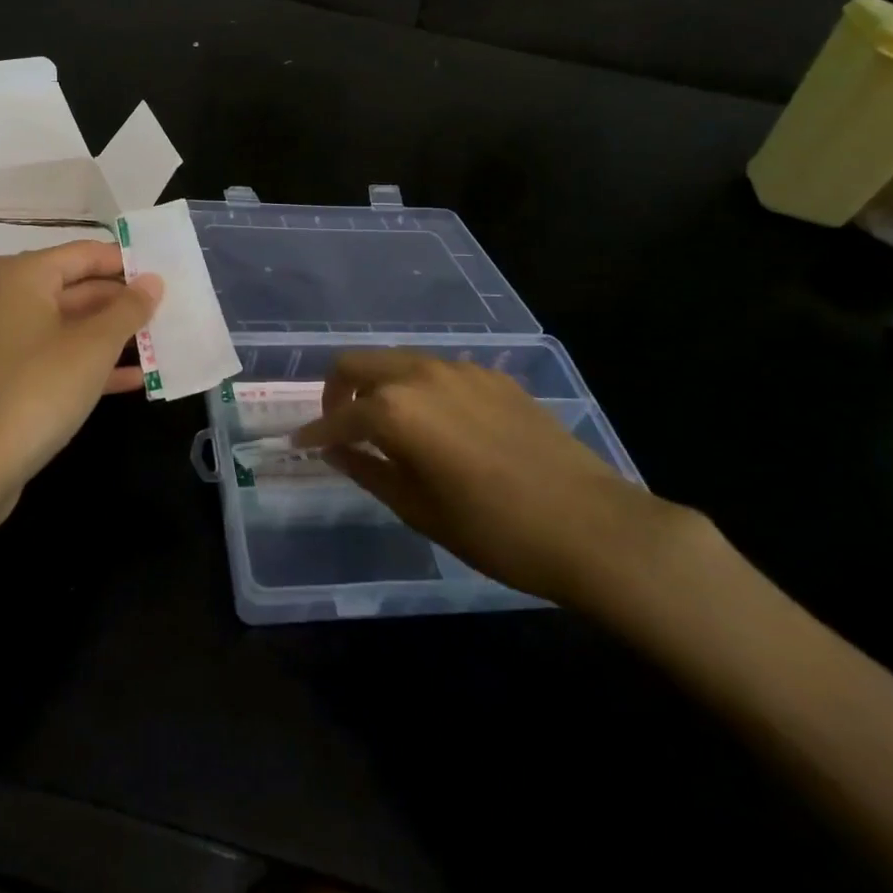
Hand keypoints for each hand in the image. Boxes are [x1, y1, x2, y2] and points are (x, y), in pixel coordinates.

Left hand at [0, 240, 162, 519]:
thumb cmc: (38, 388)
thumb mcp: (94, 346)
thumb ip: (128, 309)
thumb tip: (153, 281)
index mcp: (24, 276)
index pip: (86, 254)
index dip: (127, 263)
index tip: (168, 275)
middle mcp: (12, 300)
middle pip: (78, 288)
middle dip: (124, 302)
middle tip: (172, 310)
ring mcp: (9, 342)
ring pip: (72, 327)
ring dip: (115, 336)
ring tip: (164, 341)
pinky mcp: (12, 379)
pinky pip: (61, 359)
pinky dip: (94, 365)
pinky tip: (136, 378)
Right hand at [292, 351, 693, 611]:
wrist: (592, 526)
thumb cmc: (495, 531)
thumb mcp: (418, 510)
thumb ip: (368, 470)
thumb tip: (336, 451)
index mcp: (395, 409)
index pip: (338, 416)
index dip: (315, 433)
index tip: (300, 445)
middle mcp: (421, 374)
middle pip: (358, 363)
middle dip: (337, 391)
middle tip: (340, 427)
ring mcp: (461, 370)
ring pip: (398, 361)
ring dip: (379, 385)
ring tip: (387, 427)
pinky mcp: (494, 377)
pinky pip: (438, 371)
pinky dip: (419, 389)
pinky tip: (437, 425)